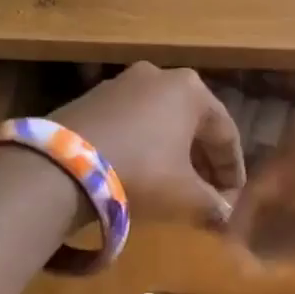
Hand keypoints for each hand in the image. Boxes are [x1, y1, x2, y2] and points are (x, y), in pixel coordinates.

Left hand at [52, 63, 245, 227]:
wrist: (60, 166)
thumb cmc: (141, 172)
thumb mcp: (184, 195)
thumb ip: (212, 206)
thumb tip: (225, 218)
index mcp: (191, 89)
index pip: (225, 133)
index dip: (233, 171)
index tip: (234, 199)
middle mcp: (159, 75)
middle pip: (193, 124)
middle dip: (203, 162)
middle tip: (208, 195)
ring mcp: (121, 82)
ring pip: (161, 122)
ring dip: (173, 154)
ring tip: (175, 186)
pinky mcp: (91, 97)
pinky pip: (131, 123)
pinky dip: (143, 146)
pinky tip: (140, 172)